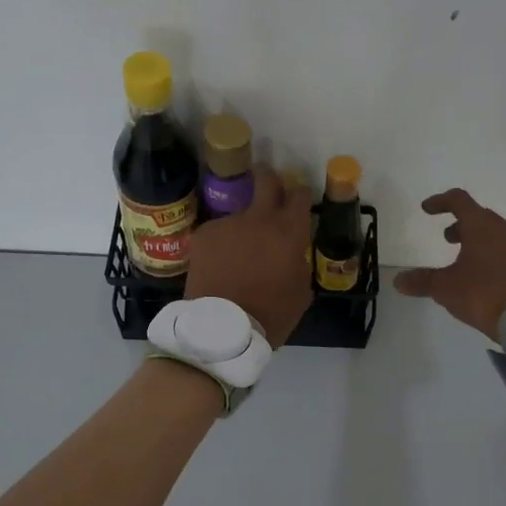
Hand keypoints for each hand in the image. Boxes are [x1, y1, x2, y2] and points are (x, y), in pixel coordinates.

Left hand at [186, 167, 314, 347]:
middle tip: (268, 186)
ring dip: (242, 226)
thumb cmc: (271, 314)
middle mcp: (259, 217)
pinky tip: (218, 264)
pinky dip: (221, 243)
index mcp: (289, 231)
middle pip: (266, 179)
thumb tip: (292, 254)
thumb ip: (299, 263)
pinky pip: (218, 232)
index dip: (300, 195)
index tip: (297, 201)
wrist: (223, 327)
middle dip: (268, 178)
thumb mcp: (301, 292)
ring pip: (239, 213)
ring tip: (237, 252)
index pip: (299, 194)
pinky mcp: (204, 233)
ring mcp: (228, 223)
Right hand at [393, 188, 505, 340]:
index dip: (441, 202)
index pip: (459, 201)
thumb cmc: (482, 295)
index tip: (427, 209)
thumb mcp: (445, 288)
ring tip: (471, 261)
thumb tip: (397, 281)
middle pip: (481, 218)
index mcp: (481, 227)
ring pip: (500, 235)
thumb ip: (421, 281)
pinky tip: (495, 277)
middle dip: (462, 225)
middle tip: (449, 239)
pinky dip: (501, 258)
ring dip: (483, 241)